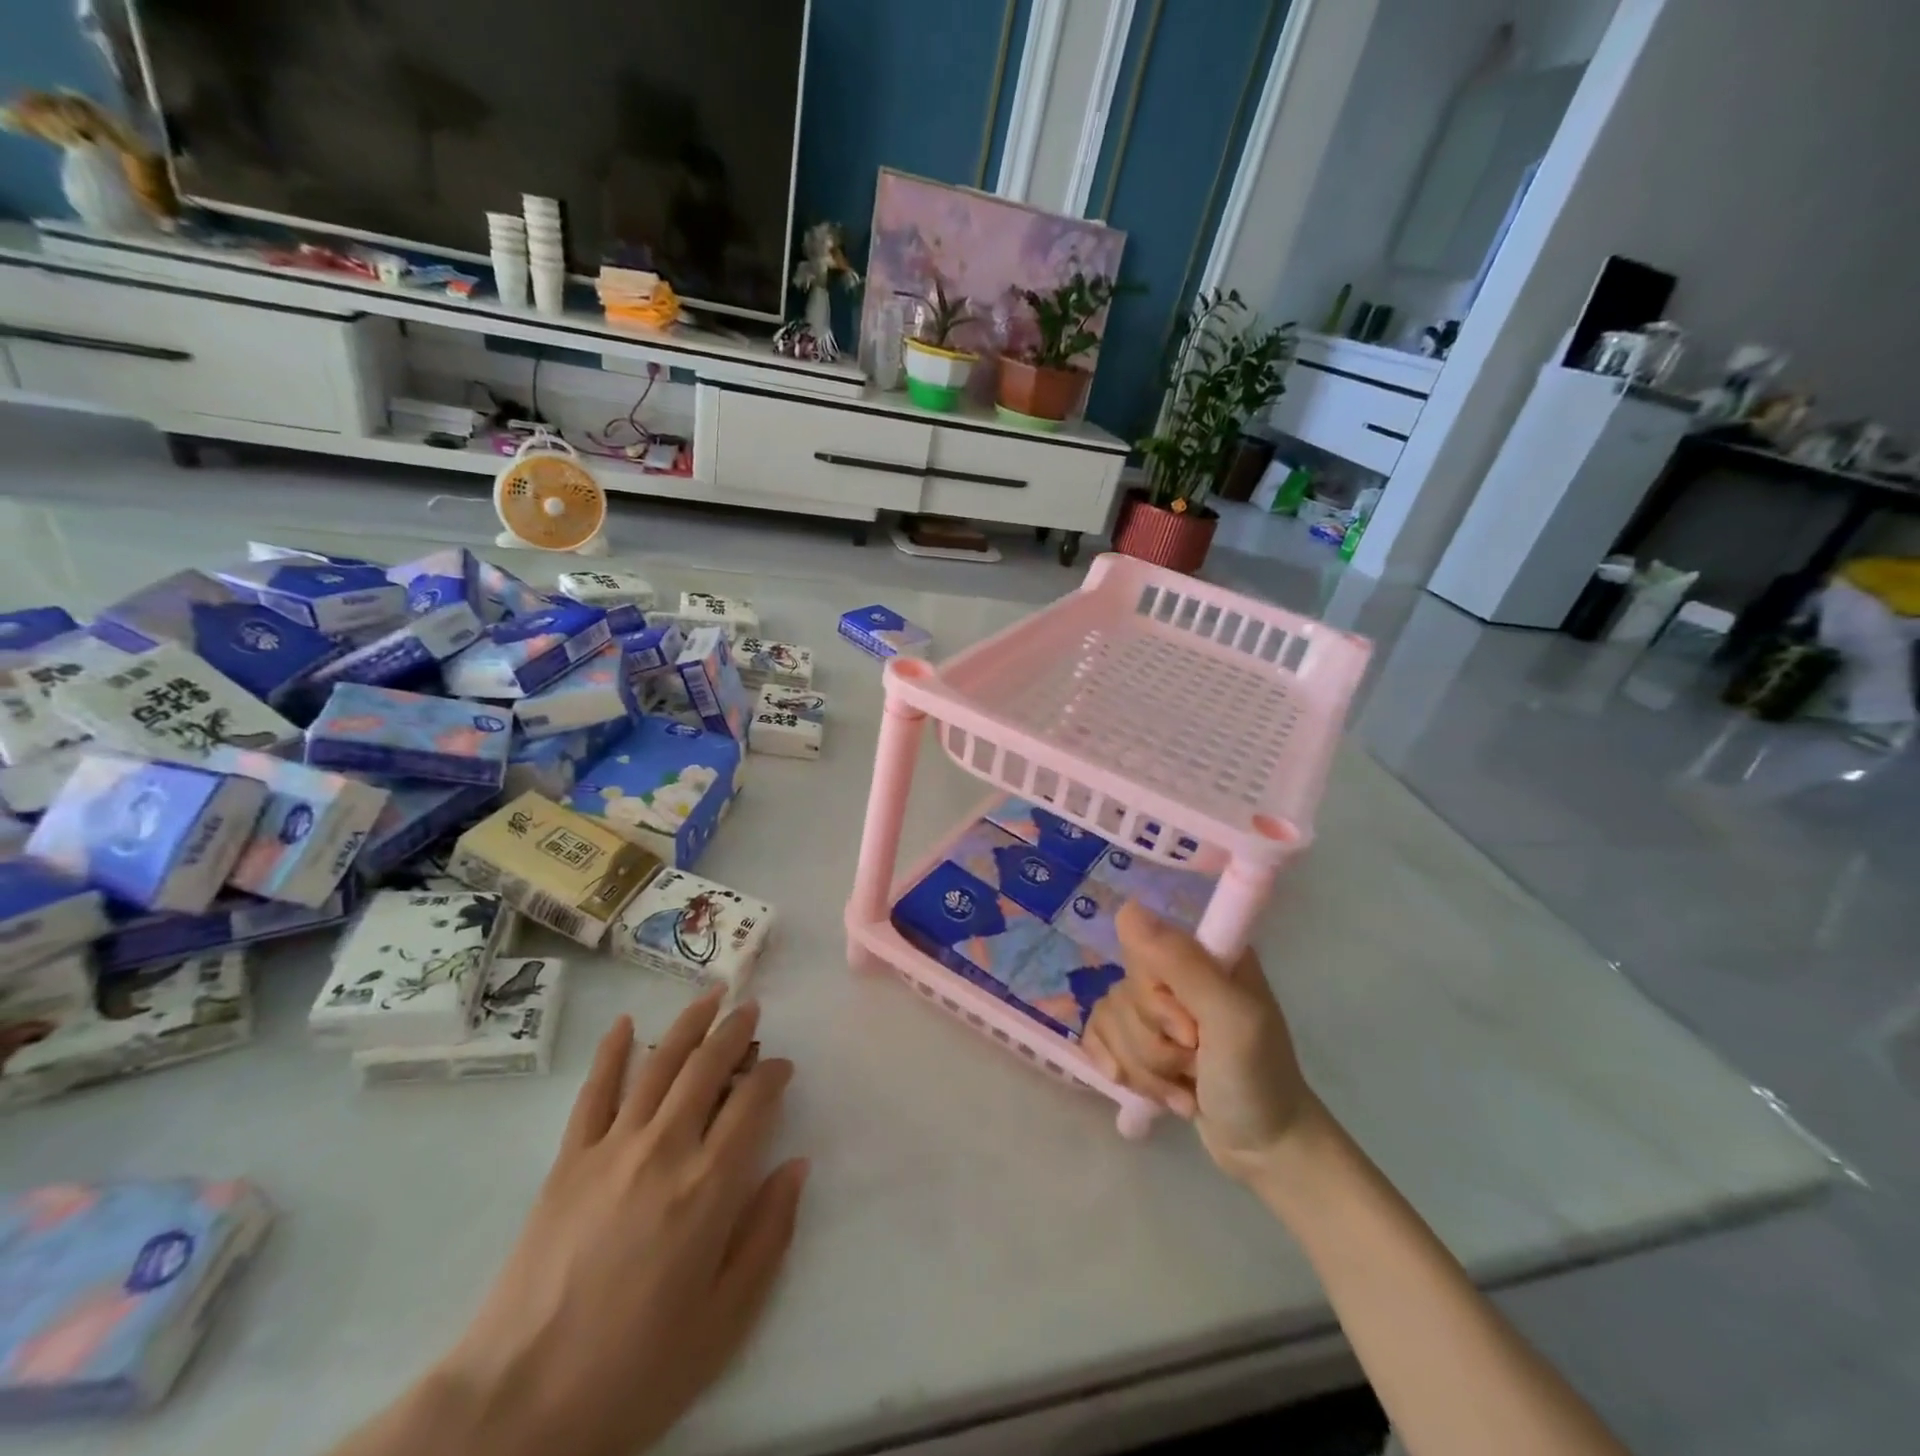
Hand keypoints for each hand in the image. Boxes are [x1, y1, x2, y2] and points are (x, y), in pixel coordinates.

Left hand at [433, 995, 807, 1455]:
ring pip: (659, 1064)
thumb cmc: (635, 1370)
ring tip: (711, 995)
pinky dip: (612, 1052)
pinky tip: (626, 1024)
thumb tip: (795, 1165)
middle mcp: (665, 1149)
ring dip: (689, 1023)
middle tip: (752, 1009)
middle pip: (708, 1068)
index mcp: (709, 1187)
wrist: (517, 1406)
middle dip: (736, 1031)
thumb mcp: (725, 1320)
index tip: (783, 1066)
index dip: (773, 1074)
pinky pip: (594, 1092)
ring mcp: (612, 1149)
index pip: (753, 1103)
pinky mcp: (568, 1160)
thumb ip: (768, 1235)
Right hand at [1082, 903, 1317, 1181]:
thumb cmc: (1258, 1079)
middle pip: (1123, 992)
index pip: (1142, 949)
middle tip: (1197, 1060)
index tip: (1190, 1031)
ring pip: (1110, 1019)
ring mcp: (1157, 1008)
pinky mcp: (1139, 1039)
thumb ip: (1183, 964)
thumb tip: (1127, 909)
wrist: (1265, 1150)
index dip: (1155, 999)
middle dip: (1154, 1043)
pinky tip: (1155, 1091)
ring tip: (1187, 1086)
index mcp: (1204, 953)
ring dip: (1146, 1068)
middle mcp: (1176, 973)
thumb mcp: (1232, 1019)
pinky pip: (1098, 1037)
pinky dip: (1123, 1072)